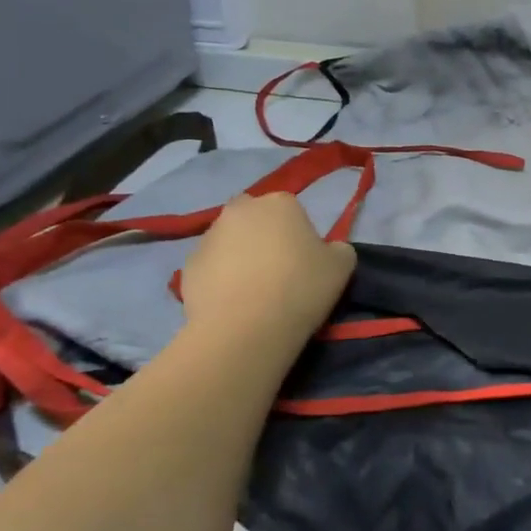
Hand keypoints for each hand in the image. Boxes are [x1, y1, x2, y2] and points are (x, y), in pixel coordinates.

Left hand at [179, 194, 356, 345]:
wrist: (245, 328)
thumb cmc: (300, 288)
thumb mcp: (342, 267)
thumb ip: (338, 249)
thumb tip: (329, 249)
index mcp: (280, 202)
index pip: (291, 210)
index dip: (298, 235)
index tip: (304, 262)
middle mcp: (240, 210)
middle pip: (254, 218)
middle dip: (262, 236)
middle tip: (277, 271)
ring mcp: (209, 236)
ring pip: (229, 241)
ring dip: (239, 256)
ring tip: (252, 292)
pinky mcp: (188, 266)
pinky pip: (210, 268)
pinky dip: (219, 279)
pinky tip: (232, 304)